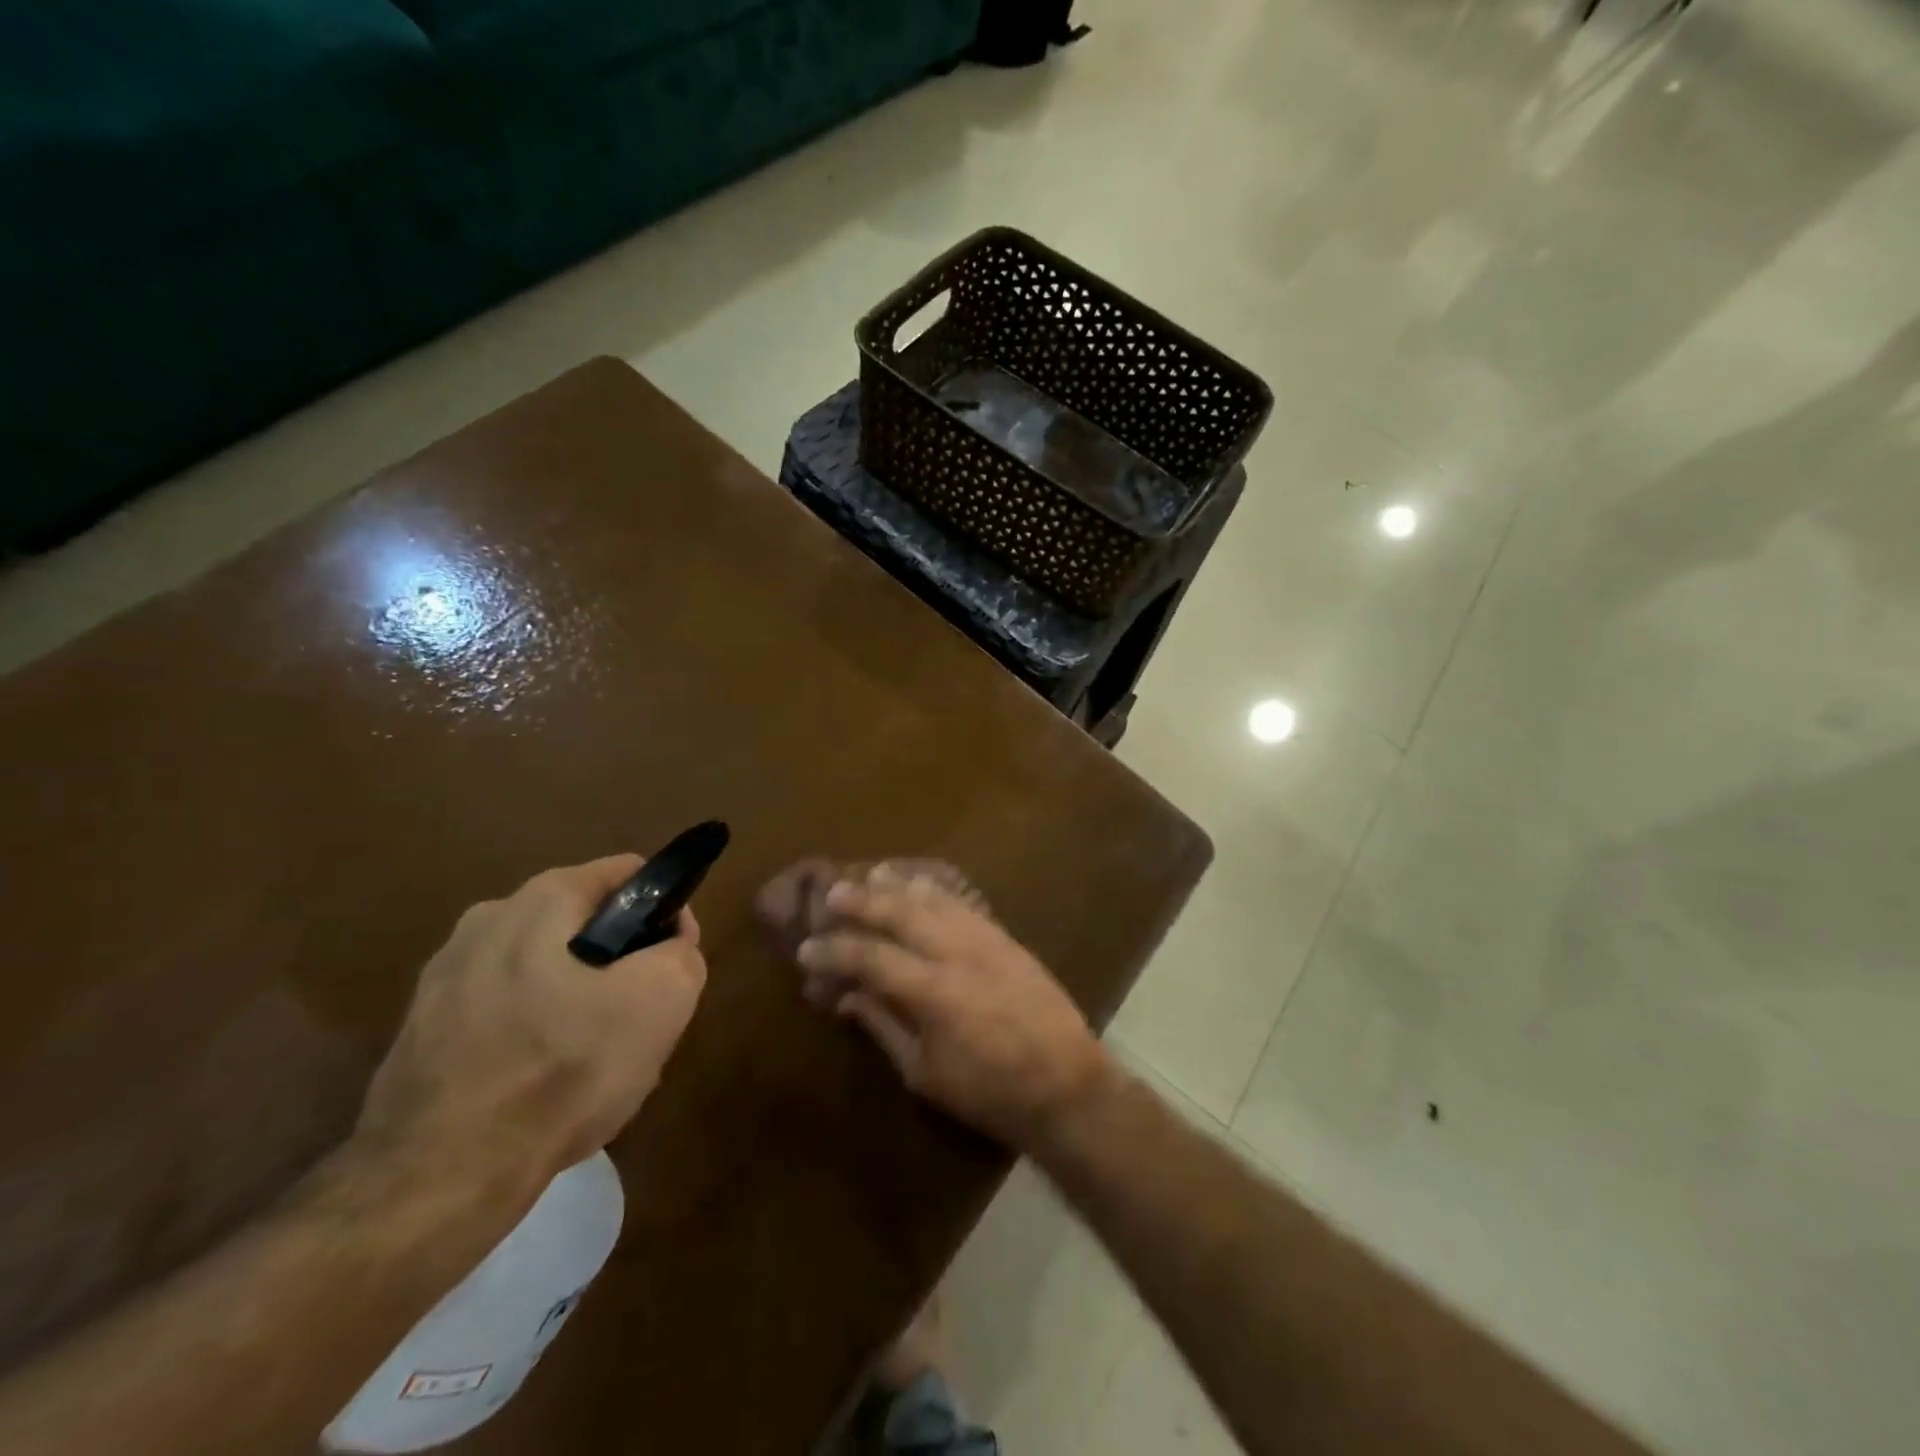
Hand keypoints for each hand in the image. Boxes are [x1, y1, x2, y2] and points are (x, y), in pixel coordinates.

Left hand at [355, 855, 706, 1206]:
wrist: (436, 1181)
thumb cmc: (561, 1071)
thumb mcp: (662, 1000)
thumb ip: (682, 951)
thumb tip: (668, 942)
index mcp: (541, 899)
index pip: (630, 874)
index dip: (664, 914)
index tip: (670, 965)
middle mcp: (487, 920)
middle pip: (586, 925)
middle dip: (620, 963)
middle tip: (635, 1021)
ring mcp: (444, 976)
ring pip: (545, 971)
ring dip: (577, 1001)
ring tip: (590, 1061)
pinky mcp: (420, 1030)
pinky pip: (504, 1013)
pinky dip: (532, 1035)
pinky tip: (541, 1086)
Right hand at [795, 874, 1111, 1148]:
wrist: (1066, 1084)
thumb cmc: (989, 1092)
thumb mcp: (925, 1072)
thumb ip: (884, 1026)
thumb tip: (848, 996)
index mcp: (933, 991)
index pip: (870, 957)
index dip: (834, 951)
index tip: (806, 949)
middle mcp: (957, 952)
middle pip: (900, 912)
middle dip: (861, 901)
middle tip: (831, 894)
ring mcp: (985, 939)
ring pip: (934, 899)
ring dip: (898, 886)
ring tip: (871, 876)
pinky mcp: (1006, 938)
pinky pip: (964, 903)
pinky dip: (936, 891)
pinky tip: (921, 886)